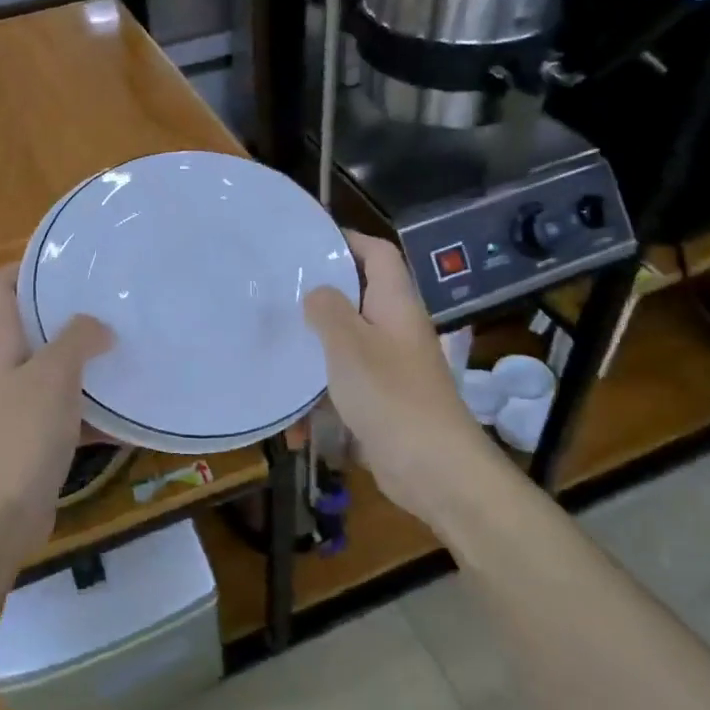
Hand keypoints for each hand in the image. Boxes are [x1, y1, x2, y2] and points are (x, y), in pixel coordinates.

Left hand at [0, 265, 113, 558]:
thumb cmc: (20, 438)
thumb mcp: (52, 377)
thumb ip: (76, 340)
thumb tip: (98, 325)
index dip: (26, 264)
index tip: (71, 259)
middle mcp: (3, 368)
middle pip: (30, 323)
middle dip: (68, 310)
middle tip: (113, 300)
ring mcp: (17, 406)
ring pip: (53, 368)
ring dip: (86, 358)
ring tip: (128, 343)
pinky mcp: (35, 439)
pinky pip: (68, 411)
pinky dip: (94, 408)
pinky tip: (130, 409)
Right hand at [303, 232, 508, 526]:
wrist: (435, 470)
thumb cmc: (391, 395)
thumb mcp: (350, 344)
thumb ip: (328, 310)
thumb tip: (316, 292)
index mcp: (395, 305)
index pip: (378, 255)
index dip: (348, 240)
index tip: (308, 241)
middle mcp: (395, 330)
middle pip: (356, 300)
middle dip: (319, 301)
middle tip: (277, 297)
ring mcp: (390, 369)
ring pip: (344, 350)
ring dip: (312, 361)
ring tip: (275, 360)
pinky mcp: (382, 404)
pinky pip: (343, 392)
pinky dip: (320, 406)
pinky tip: (296, 430)